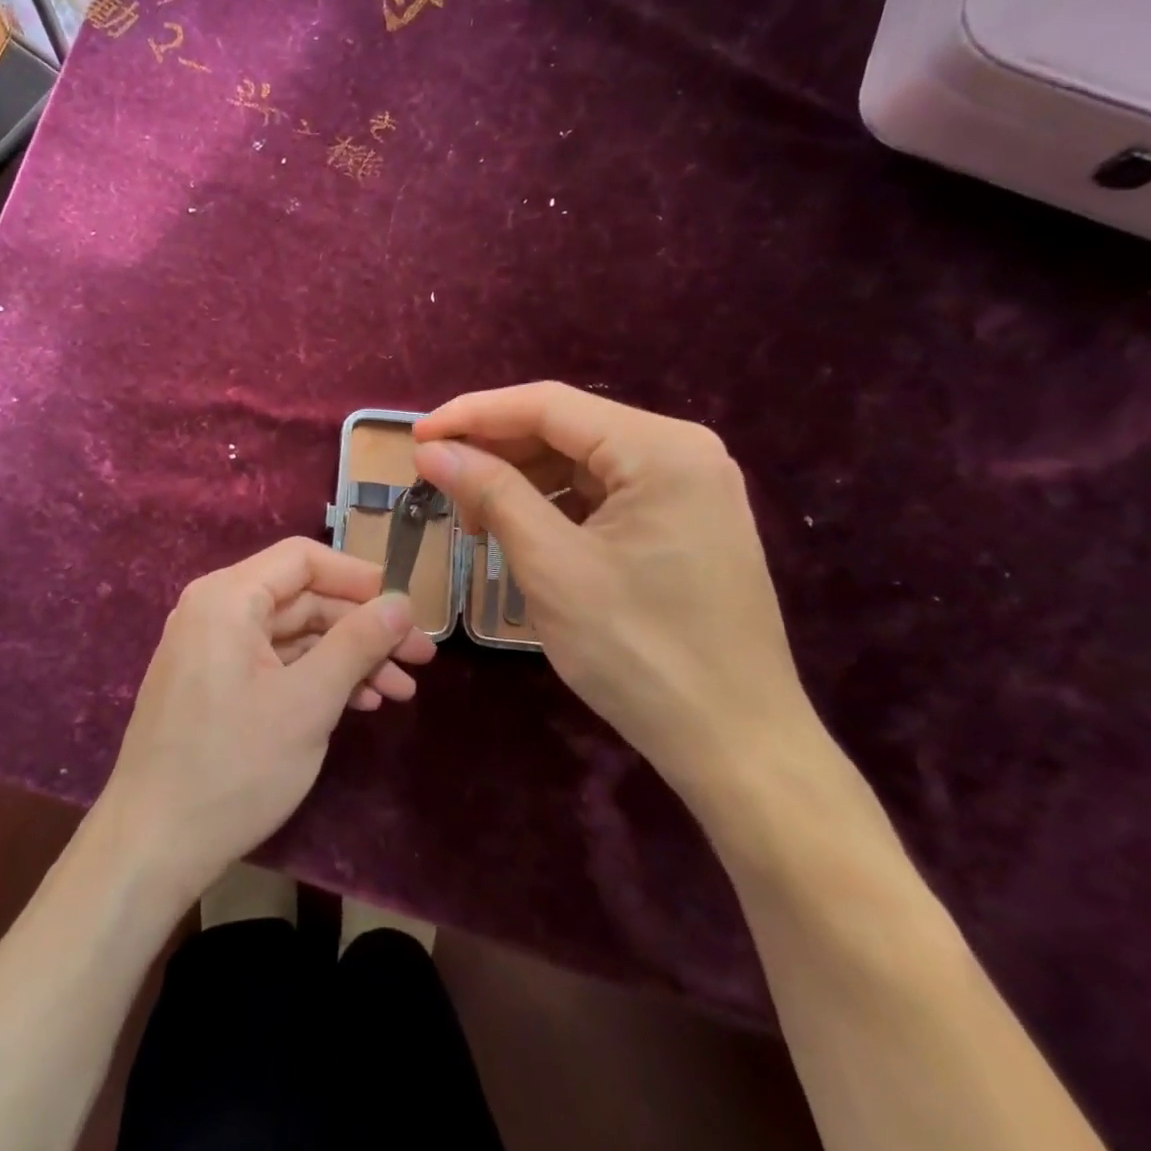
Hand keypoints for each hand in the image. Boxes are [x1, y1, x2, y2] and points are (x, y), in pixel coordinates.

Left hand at [98, 537, 436, 897]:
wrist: (153, 845)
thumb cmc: (234, 766)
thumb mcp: (308, 702)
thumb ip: (357, 643)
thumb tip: (401, 603)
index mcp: (227, 597)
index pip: (303, 559)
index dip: (359, 578)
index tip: (407, 606)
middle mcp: (215, 610)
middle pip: (303, 599)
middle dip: (363, 627)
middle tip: (420, 658)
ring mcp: (212, 649)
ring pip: (293, 635)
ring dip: (347, 658)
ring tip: (400, 690)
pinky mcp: (214, 684)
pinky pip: (274, 663)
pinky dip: (316, 678)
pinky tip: (359, 703)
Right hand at [413, 383, 823, 813]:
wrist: (735, 744)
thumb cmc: (638, 651)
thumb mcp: (551, 565)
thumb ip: (491, 493)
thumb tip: (432, 450)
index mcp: (660, 448)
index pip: (548, 405)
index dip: (473, 414)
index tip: (415, 436)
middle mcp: (682, 452)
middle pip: (566, 430)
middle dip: (496, 453)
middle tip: (439, 485)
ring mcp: (688, 488)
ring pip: (580, 463)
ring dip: (521, 482)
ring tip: (474, 520)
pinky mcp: (683, 523)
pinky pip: (603, 495)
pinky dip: (554, 507)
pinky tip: (520, 534)